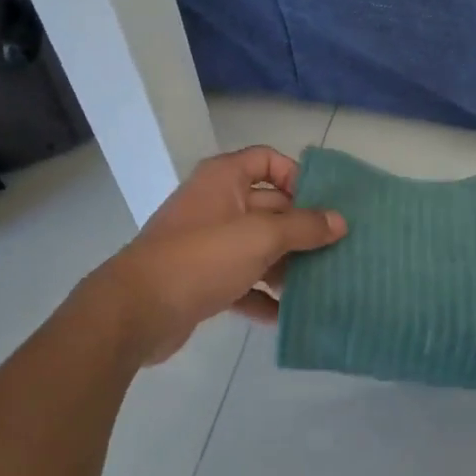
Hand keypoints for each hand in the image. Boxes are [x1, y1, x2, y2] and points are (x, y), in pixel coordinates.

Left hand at [87, 146, 345, 366]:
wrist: (135, 311)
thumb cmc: (201, 257)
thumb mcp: (260, 237)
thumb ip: (303, 228)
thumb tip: (340, 221)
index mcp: (225, 179)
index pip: (267, 160)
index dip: (296, 176)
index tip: (322, 205)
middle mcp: (216, 203)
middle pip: (269, 207)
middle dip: (301, 229)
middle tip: (336, 251)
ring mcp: (207, 243)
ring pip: (258, 247)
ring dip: (286, 265)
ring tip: (318, 285)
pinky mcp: (202, 279)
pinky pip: (242, 281)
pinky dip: (262, 295)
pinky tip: (285, 316)